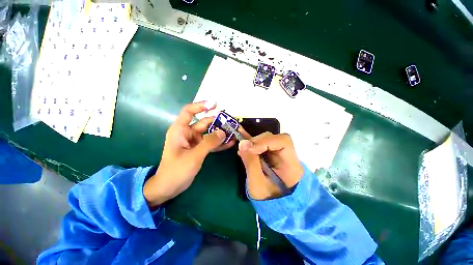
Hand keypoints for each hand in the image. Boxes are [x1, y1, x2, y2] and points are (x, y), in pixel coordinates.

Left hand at [144, 102, 234, 206]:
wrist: (170, 187)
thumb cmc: (176, 170)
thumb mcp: (194, 155)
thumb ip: (209, 143)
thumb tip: (223, 132)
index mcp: (180, 130)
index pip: (189, 111)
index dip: (200, 106)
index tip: (214, 105)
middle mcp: (187, 133)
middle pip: (204, 122)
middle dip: (217, 122)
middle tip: (231, 122)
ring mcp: (194, 141)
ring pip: (209, 133)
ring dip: (220, 133)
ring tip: (233, 132)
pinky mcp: (199, 149)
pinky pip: (210, 143)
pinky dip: (219, 143)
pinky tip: (230, 143)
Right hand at [238, 130, 302, 199]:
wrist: (272, 204)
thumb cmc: (267, 198)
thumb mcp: (257, 184)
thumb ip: (250, 163)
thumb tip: (242, 144)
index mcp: (291, 165)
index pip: (284, 142)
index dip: (266, 141)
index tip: (250, 149)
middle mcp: (288, 156)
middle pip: (275, 138)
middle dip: (258, 141)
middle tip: (245, 148)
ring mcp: (279, 153)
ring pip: (268, 139)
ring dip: (254, 142)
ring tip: (244, 149)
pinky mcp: (271, 153)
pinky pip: (262, 143)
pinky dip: (253, 141)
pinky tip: (243, 136)